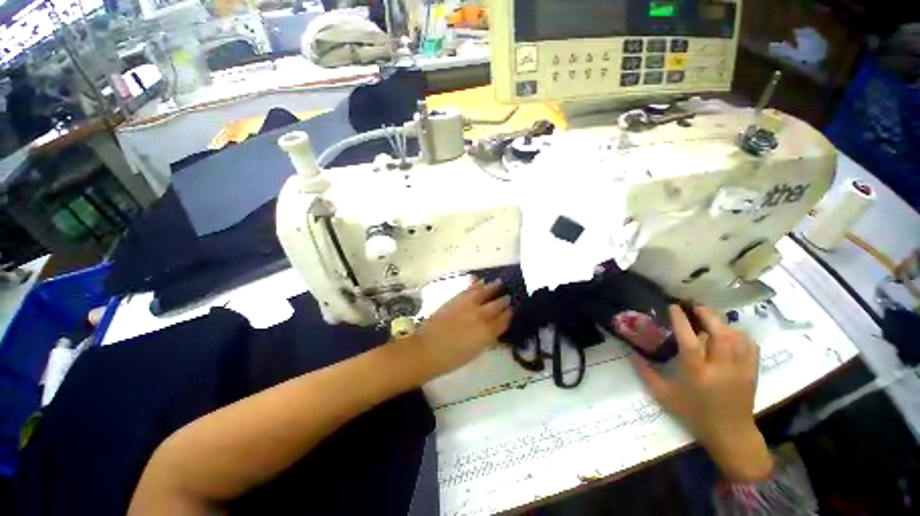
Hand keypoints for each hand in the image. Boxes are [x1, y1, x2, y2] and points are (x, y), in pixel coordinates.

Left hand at [412, 279, 511, 379]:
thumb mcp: (475, 352)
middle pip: (497, 305)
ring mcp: (468, 305)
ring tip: (499, 282)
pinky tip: (480, 282)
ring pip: (485, 293)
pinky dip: (476, 285)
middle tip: (508, 296)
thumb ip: (486, 338)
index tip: (512, 310)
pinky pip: (469, 290)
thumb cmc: (452, 358)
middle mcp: (481, 316)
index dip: (509, 315)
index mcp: (487, 332)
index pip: (503, 321)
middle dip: (504, 301)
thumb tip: (492, 329)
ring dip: (493, 287)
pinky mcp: (456, 300)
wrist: (428, 348)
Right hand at [634, 304, 773, 482]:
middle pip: (720, 334)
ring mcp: (740, 370)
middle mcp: (720, 369)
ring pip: (737, 337)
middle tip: (695, 306)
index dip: (681, 321)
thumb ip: (646, 373)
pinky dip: (741, 335)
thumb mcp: (664, 395)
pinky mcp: (753, 372)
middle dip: (708, 315)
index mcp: (697, 374)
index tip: (674, 306)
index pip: (690, 341)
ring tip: (710, 318)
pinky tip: (730, 333)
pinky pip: (751, 346)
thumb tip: (632, 353)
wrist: (731, 434)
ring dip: (723, 323)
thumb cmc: (694, 414)